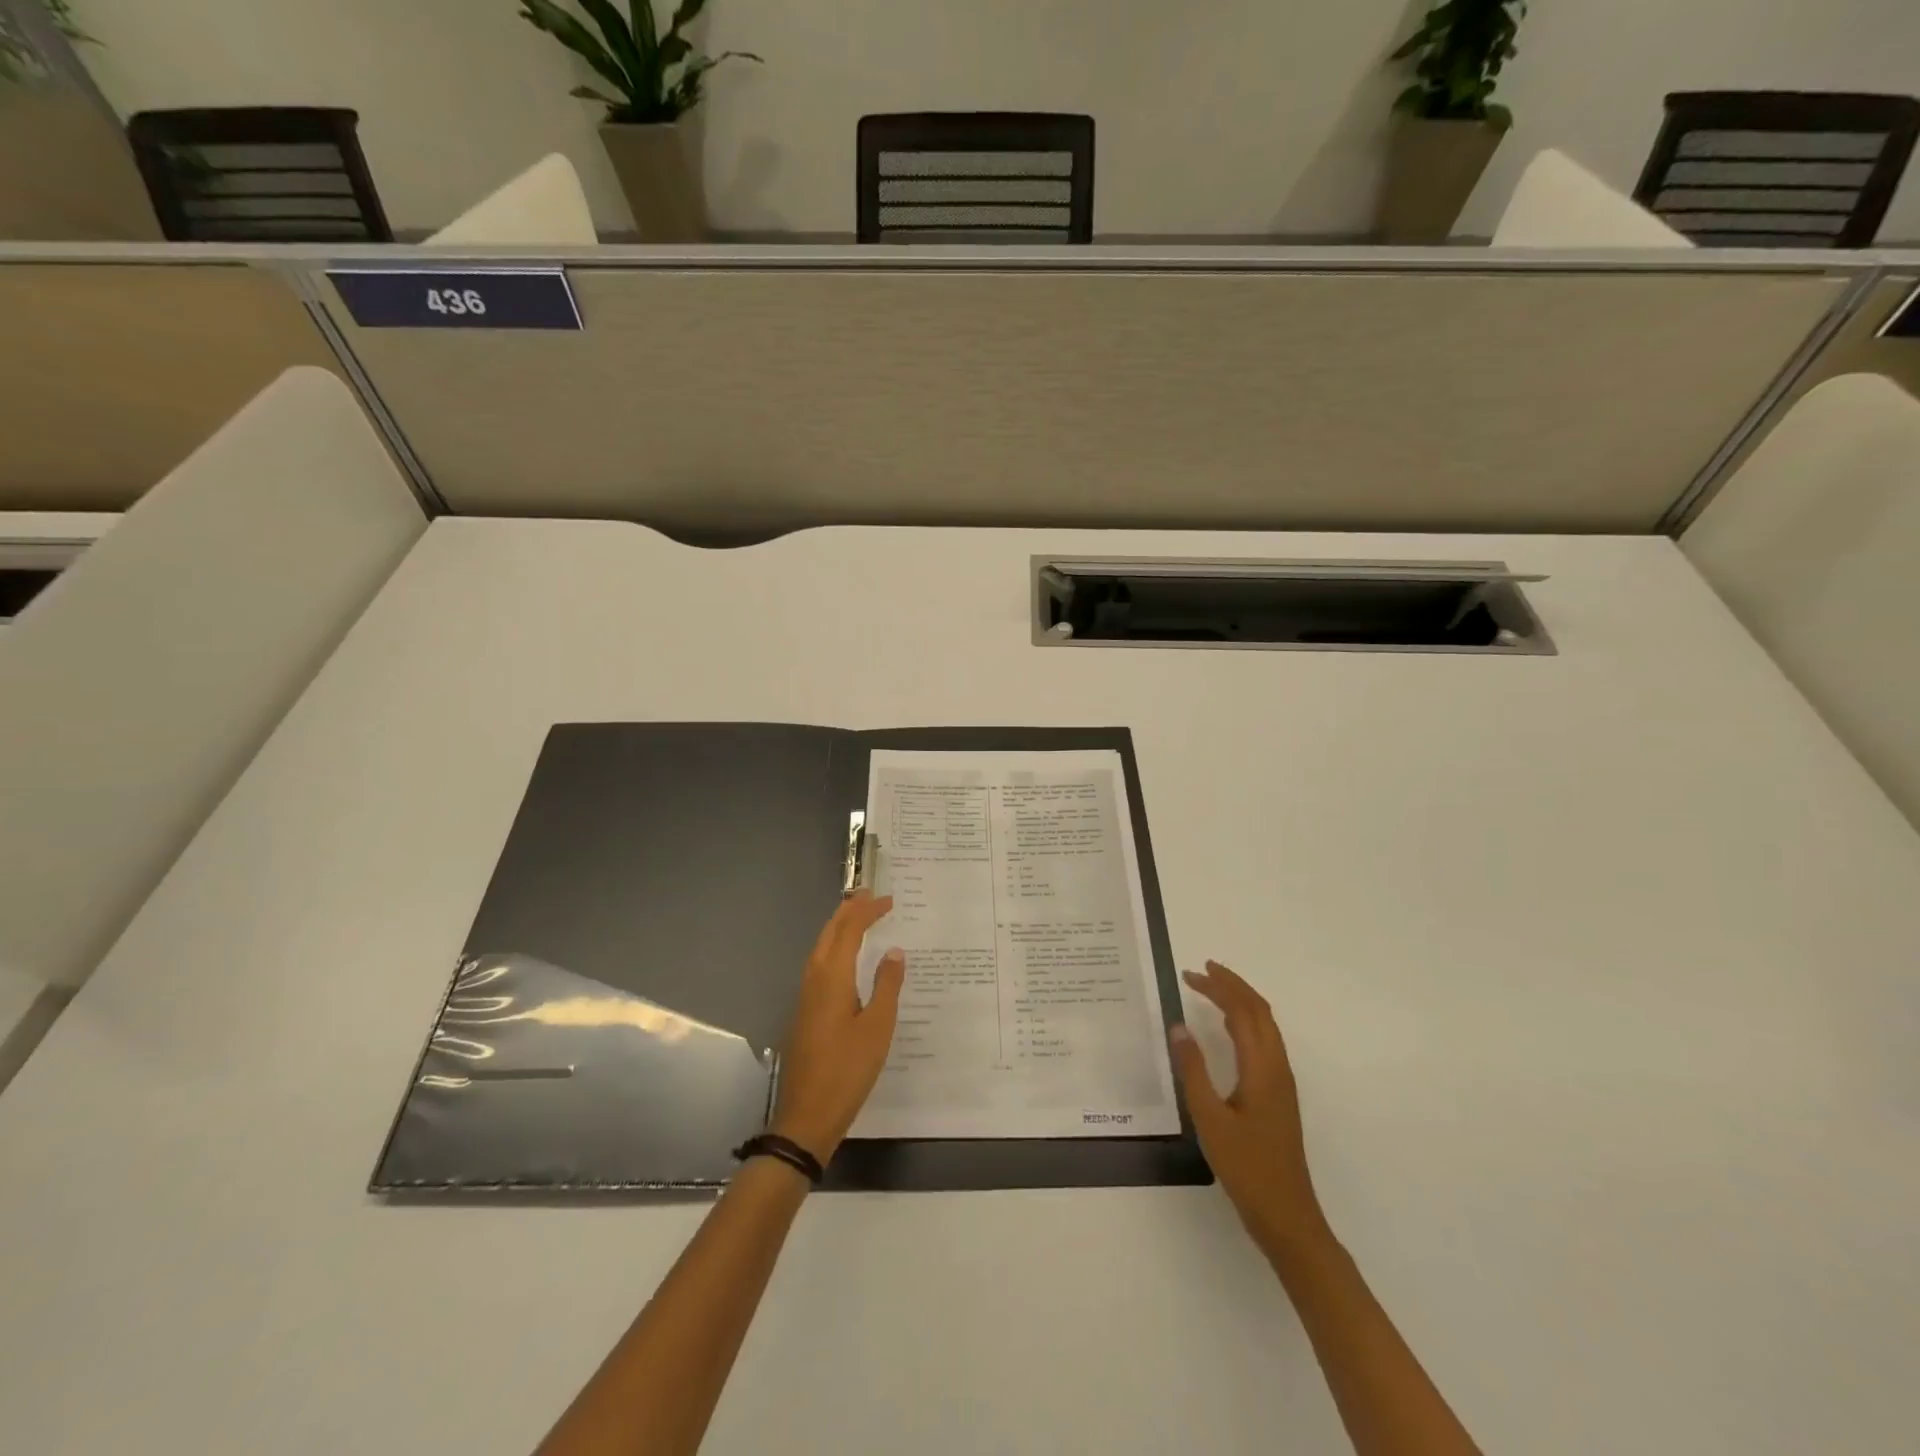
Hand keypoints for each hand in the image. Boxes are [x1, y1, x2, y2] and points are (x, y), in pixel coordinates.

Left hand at [769, 892, 905, 1165]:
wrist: (806, 1116)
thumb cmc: (847, 1071)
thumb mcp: (877, 1028)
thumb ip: (886, 986)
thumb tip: (893, 951)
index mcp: (831, 978)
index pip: (849, 931)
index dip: (867, 911)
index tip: (889, 899)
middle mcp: (813, 980)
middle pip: (829, 934)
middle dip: (848, 911)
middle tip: (869, 895)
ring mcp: (805, 997)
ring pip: (820, 949)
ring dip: (838, 928)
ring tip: (858, 917)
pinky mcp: (804, 1013)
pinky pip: (819, 966)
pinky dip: (833, 949)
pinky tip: (845, 960)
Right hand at [1171, 961, 1332, 1263]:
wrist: (1287, 1215)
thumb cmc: (1246, 1168)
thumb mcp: (1210, 1118)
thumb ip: (1193, 1070)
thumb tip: (1178, 1027)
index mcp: (1262, 1068)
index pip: (1242, 1011)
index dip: (1218, 988)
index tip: (1190, 974)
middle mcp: (1277, 1067)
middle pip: (1260, 1011)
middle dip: (1232, 986)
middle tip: (1201, 971)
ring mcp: (1282, 1081)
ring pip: (1266, 1025)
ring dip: (1241, 1002)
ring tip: (1212, 990)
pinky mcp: (1279, 1095)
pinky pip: (1265, 1042)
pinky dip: (1246, 1022)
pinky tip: (1228, 1029)